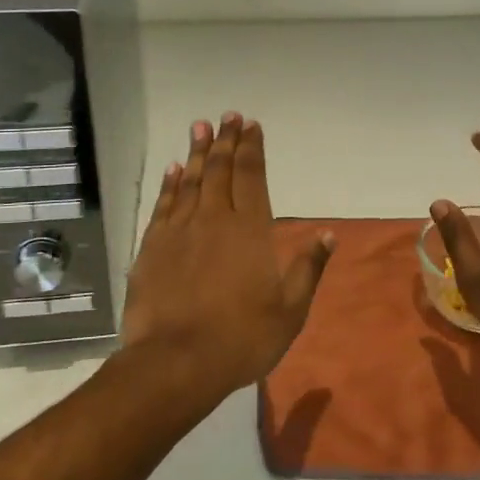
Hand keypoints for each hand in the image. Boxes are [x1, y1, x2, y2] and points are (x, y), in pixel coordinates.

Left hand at [123, 113, 334, 400]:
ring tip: (200, 127)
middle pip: (221, 171)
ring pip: (191, 181)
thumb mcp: (290, 310)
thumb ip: (307, 268)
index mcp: (251, 230)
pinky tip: (173, 170)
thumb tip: (327, 234)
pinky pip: (163, 205)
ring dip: (197, 153)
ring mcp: (180, 231)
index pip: (252, 177)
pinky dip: (170, 185)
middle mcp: (215, 220)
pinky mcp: (152, 248)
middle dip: (226, 141)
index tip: (251, 125)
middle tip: (228, 116)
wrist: (176, 362)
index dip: (252, 148)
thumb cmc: (242, 338)